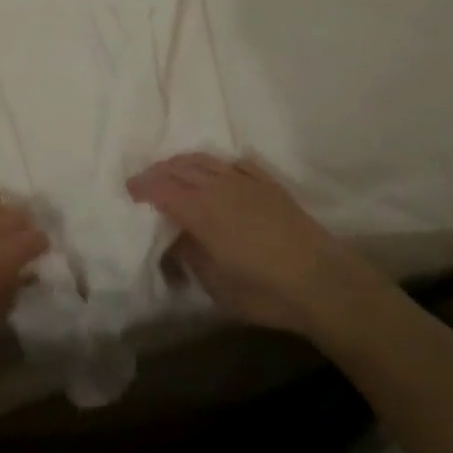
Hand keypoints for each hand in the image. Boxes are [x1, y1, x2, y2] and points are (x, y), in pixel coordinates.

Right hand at [127, 154, 387, 340]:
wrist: (322, 281)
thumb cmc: (265, 291)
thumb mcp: (216, 286)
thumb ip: (190, 256)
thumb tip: (176, 238)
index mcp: (200, 210)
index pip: (162, 188)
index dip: (142, 186)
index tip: (130, 191)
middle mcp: (218, 187)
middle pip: (180, 168)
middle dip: (159, 172)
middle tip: (146, 182)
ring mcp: (245, 181)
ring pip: (205, 160)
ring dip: (184, 163)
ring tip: (174, 172)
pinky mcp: (268, 183)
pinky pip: (234, 163)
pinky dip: (217, 164)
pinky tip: (216, 172)